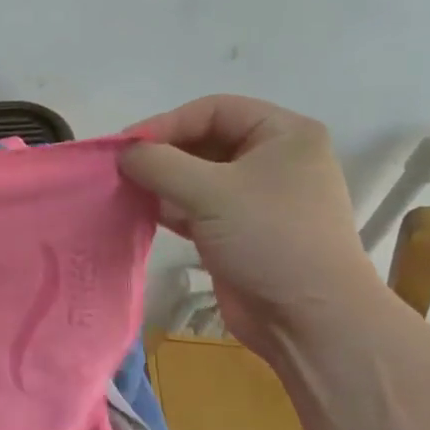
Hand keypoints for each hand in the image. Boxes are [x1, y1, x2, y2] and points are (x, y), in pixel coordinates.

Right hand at [120, 96, 383, 351]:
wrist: (309, 319)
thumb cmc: (269, 239)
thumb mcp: (211, 193)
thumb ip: (160, 164)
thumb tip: (123, 153)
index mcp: (283, 134)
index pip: (214, 110)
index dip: (167, 123)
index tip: (126, 146)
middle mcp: (272, 159)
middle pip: (204, 141)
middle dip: (162, 154)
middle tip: (120, 169)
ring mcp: (255, 198)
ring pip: (196, 176)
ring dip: (160, 182)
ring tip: (123, 190)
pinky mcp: (238, 230)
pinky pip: (196, 207)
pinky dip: (168, 207)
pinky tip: (139, 212)